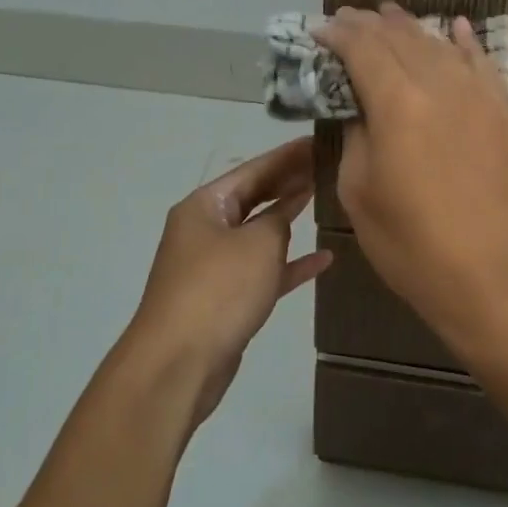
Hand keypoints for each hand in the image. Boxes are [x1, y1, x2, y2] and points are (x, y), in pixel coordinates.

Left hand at [125, 137, 332, 424]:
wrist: (178, 364)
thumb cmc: (218, 291)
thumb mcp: (257, 245)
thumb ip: (279, 220)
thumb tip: (286, 210)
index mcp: (204, 206)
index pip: (253, 170)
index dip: (288, 156)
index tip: (319, 142)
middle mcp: (205, 229)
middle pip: (254, 198)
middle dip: (289, 183)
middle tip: (328, 167)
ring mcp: (213, 265)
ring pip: (258, 234)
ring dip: (289, 221)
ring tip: (324, 201)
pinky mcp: (225, 298)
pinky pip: (262, 271)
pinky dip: (289, 265)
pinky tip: (323, 260)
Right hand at [315, 4, 507, 362]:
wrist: (501, 282)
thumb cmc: (416, 248)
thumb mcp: (360, 195)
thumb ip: (356, 139)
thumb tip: (362, 111)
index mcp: (398, 104)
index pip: (363, 50)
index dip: (339, 34)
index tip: (321, 28)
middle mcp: (441, 86)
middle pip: (402, 39)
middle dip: (372, 24)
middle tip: (350, 17)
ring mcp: (483, 98)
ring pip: (442, 46)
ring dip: (412, 28)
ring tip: (391, 14)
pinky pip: (484, 66)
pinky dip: (465, 43)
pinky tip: (455, 28)